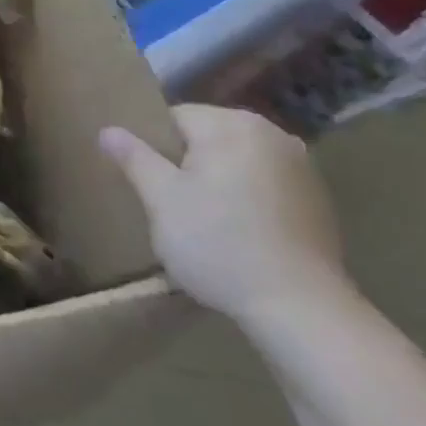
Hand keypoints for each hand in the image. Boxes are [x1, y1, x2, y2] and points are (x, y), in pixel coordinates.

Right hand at [99, 104, 348, 327]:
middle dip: (185, 163)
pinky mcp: (317, 199)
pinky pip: (263, 183)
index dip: (153, 148)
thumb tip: (108, 130)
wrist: (301, 308)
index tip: (149, 183)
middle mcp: (272, 133)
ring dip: (216, 181)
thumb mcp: (161, 200)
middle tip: (171, 204)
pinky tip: (239, 232)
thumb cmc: (219, 244)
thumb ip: (134, 158)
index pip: (174, 117)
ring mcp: (301, 166)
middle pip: (207, 137)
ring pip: (236, 161)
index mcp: (232, 125)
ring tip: (203, 221)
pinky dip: (246, 198)